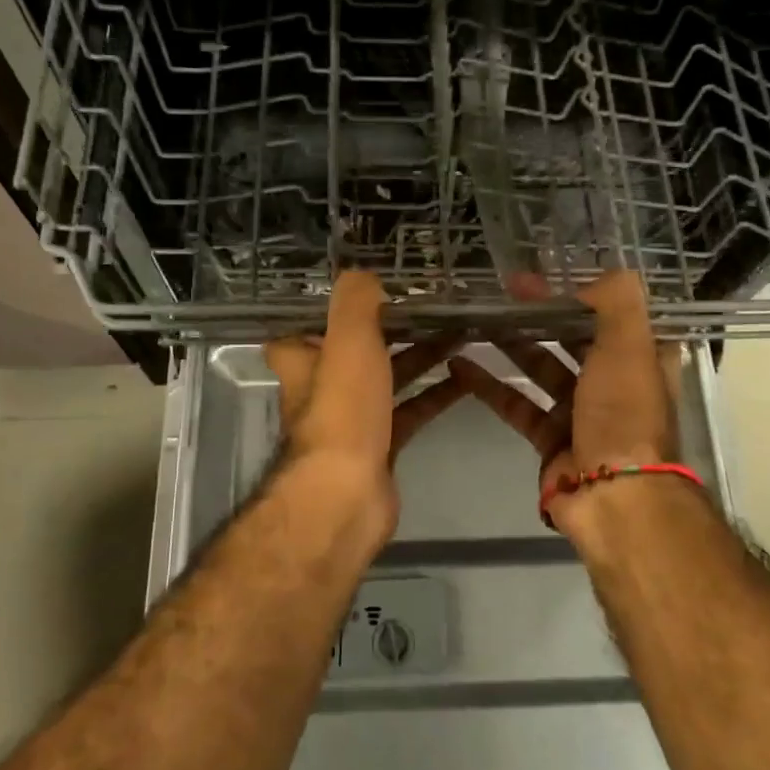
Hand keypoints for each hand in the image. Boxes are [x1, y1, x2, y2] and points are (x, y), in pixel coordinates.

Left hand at [263, 271, 467, 541]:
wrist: (347, 493)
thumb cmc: (342, 410)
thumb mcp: (348, 339)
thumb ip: (356, 300)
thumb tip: (365, 275)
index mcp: (304, 361)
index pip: (304, 328)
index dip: (329, 311)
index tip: (365, 293)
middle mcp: (322, 388)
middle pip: (356, 350)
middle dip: (391, 330)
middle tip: (430, 308)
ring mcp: (353, 420)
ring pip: (388, 378)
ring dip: (419, 357)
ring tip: (458, 334)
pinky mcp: (381, 445)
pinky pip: (410, 410)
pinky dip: (434, 394)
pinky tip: (465, 378)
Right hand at [449, 271, 683, 535]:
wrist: (615, 497)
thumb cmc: (624, 413)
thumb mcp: (630, 345)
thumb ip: (615, 301)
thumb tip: (588, 280)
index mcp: (642, 359)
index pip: (611, 315)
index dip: (579, 293)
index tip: (543, 276)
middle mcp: (614, 383)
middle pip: (572, 338)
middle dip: (539, 314)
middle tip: (502, 292)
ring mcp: (581, 412)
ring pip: (541, 368)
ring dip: (512, 345)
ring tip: (476, 320)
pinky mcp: (550, 439)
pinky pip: (516, 404)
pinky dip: (490, 385)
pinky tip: (459, 364)